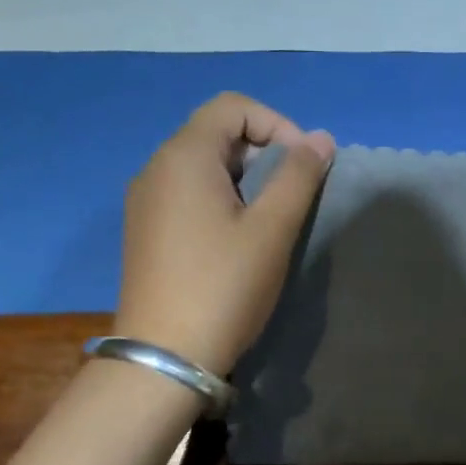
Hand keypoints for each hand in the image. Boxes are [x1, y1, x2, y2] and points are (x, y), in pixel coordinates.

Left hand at [115, 93, 334, 374]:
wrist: (165, 357)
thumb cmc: (224, 287)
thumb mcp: (271, 229)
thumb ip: (299, 177)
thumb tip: (320, 138)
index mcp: (184, 156)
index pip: (233, 107)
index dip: (277, 124)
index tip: (303, 167)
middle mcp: (156, 168)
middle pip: (215, 133)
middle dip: (263, 153)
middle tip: (290, 198)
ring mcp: (145, 201)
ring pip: (202, 167)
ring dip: (244, 180)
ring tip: (268, 221)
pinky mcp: (145, 231)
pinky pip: (186, 195)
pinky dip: (219, 200)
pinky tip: (235, 241)